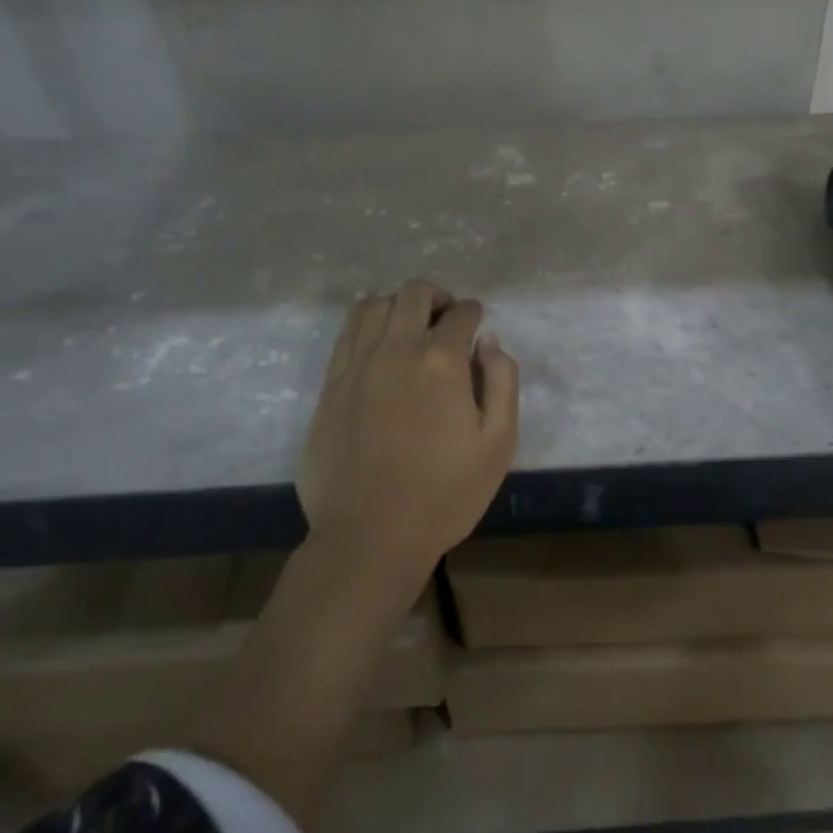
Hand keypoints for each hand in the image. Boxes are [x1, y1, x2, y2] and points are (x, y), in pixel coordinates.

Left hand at [297, 280, 519, 582]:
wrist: (370, 537)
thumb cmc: (444, 495)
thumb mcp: (498, 443)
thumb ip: (502, 382)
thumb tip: (489, 341)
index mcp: (441, 362)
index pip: (461, 314)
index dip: (474, 313)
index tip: (477, 325)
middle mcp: (396, 350)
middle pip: (414, 294)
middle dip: (437, 297)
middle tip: (446, 320)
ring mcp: (356, 366)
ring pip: (374, 305)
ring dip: (398, 305)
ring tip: (410, 326)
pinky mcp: (330, 386)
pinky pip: (346, 333)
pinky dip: (365, 322)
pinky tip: (376, 338)